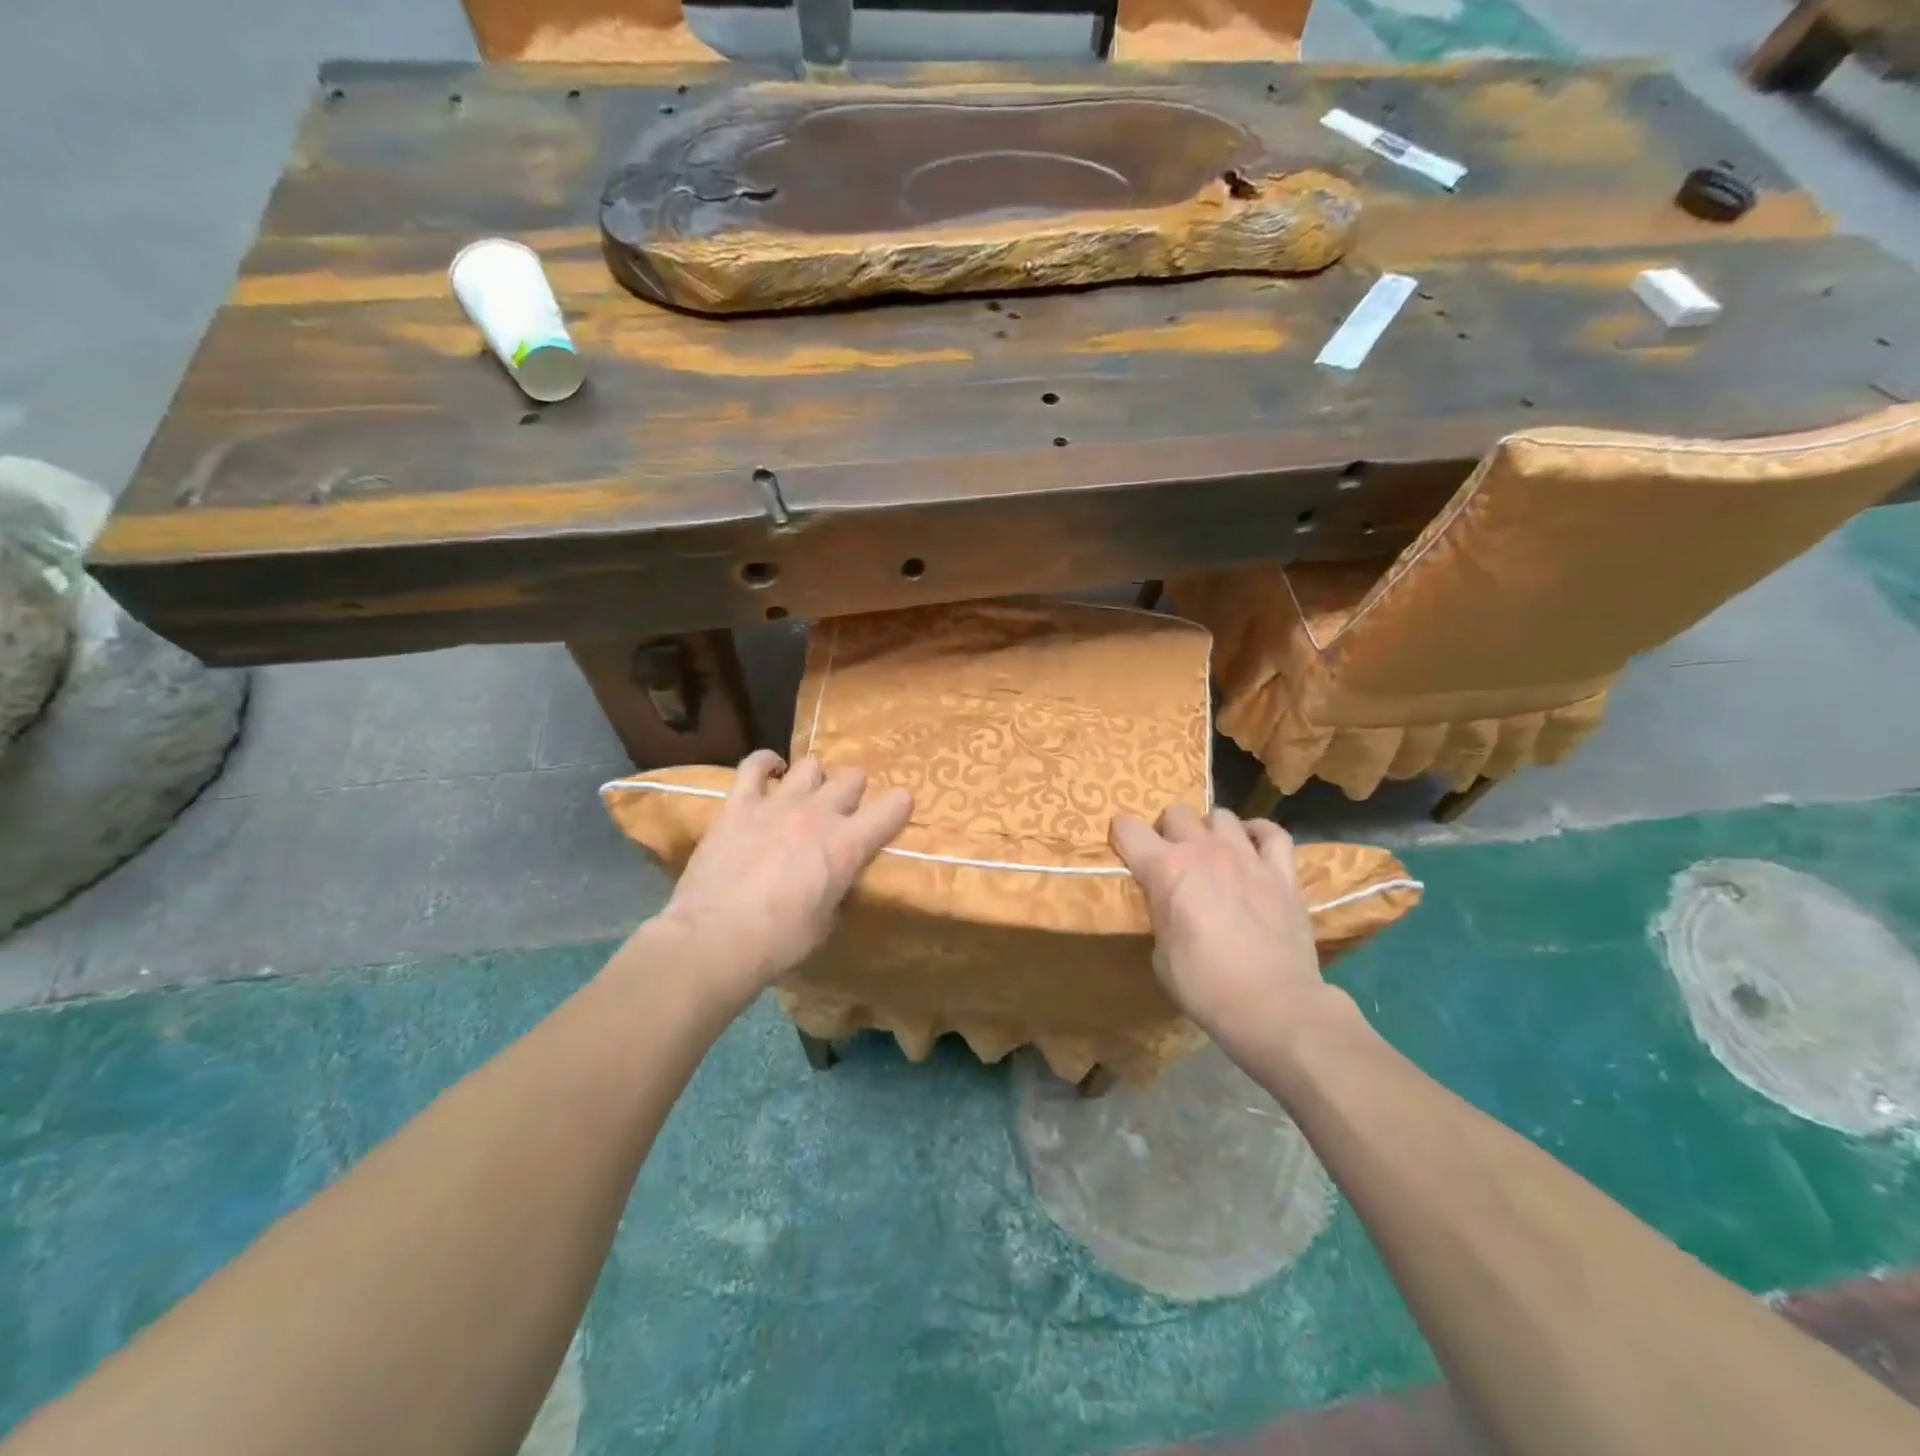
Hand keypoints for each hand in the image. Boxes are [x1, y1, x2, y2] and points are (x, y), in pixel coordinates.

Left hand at [655, 750, 912, 1011]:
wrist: (716, 938)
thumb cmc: (780, 941)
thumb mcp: (827, 922)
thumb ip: (838, 890)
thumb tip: (836, 880)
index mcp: (848, 845)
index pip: (893, 807)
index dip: (898, 806)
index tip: (896, 811)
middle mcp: (819, 814)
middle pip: (851, 778)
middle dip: (853, 792)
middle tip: (842, 811)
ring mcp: (778, 803)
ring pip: (810, 766)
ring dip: (815, 779)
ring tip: (807, 794)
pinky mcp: (739, 804)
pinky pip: (754, 765)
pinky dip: (766, 763)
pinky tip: (771, 770)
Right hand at [1111, 805, 1335, 1040]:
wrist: (1273, 1006)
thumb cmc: (1204, 985)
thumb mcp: (1160, 954)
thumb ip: (1161, 915)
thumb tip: (1169, 907)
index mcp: (1166, 869)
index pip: (1127, 828)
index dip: (1121, 837)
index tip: (1125, 853)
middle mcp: (1204, 851)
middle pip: (1176, 812)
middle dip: (1167, 831)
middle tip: (1171, 859)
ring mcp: (1247, 857)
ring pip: (1221, 816)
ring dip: (1209, 831)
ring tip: (1211, 854)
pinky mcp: (1283, 874)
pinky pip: (1272, 833)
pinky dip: (1258, 834)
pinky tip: (1252, 845)